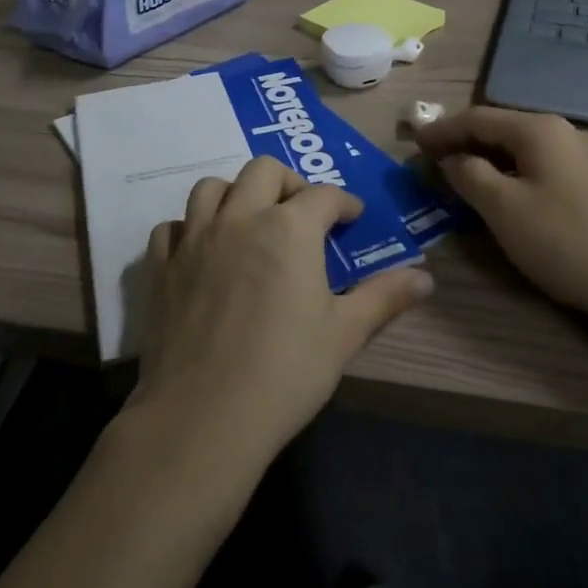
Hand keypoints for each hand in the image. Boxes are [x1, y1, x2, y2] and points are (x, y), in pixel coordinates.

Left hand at [127, 157, 433, 473]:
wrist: (204, 416)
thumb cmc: (285, 373)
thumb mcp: (344, 335)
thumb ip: (383, 298)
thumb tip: (426, 279)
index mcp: (289, 229)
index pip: (323, 195)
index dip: (343, 202)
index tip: (352, 217)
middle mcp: (240, 218)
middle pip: (263, 170)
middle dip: (289, 182)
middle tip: (302, 212)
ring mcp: (194, 239)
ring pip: (212, 188)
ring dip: (235, 194)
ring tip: (250, 220)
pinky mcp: (162, 266)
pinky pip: (172, 227)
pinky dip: (189, 228)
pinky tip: (201, 250)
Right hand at [414, 106, 587, 335]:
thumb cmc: (566, 243)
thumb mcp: (503, 208)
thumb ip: (468, 174)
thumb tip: (453, 158)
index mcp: (540, 130)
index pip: (476, 117)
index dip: (441, 130)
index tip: (412, 145)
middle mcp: (566, 132)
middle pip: (501, 129)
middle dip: (464, 143)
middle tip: (432, 163)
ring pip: (523, 150)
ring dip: (489, 160)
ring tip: (463, 180)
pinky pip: (544, 167)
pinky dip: (515, 174)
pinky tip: (507, 196)